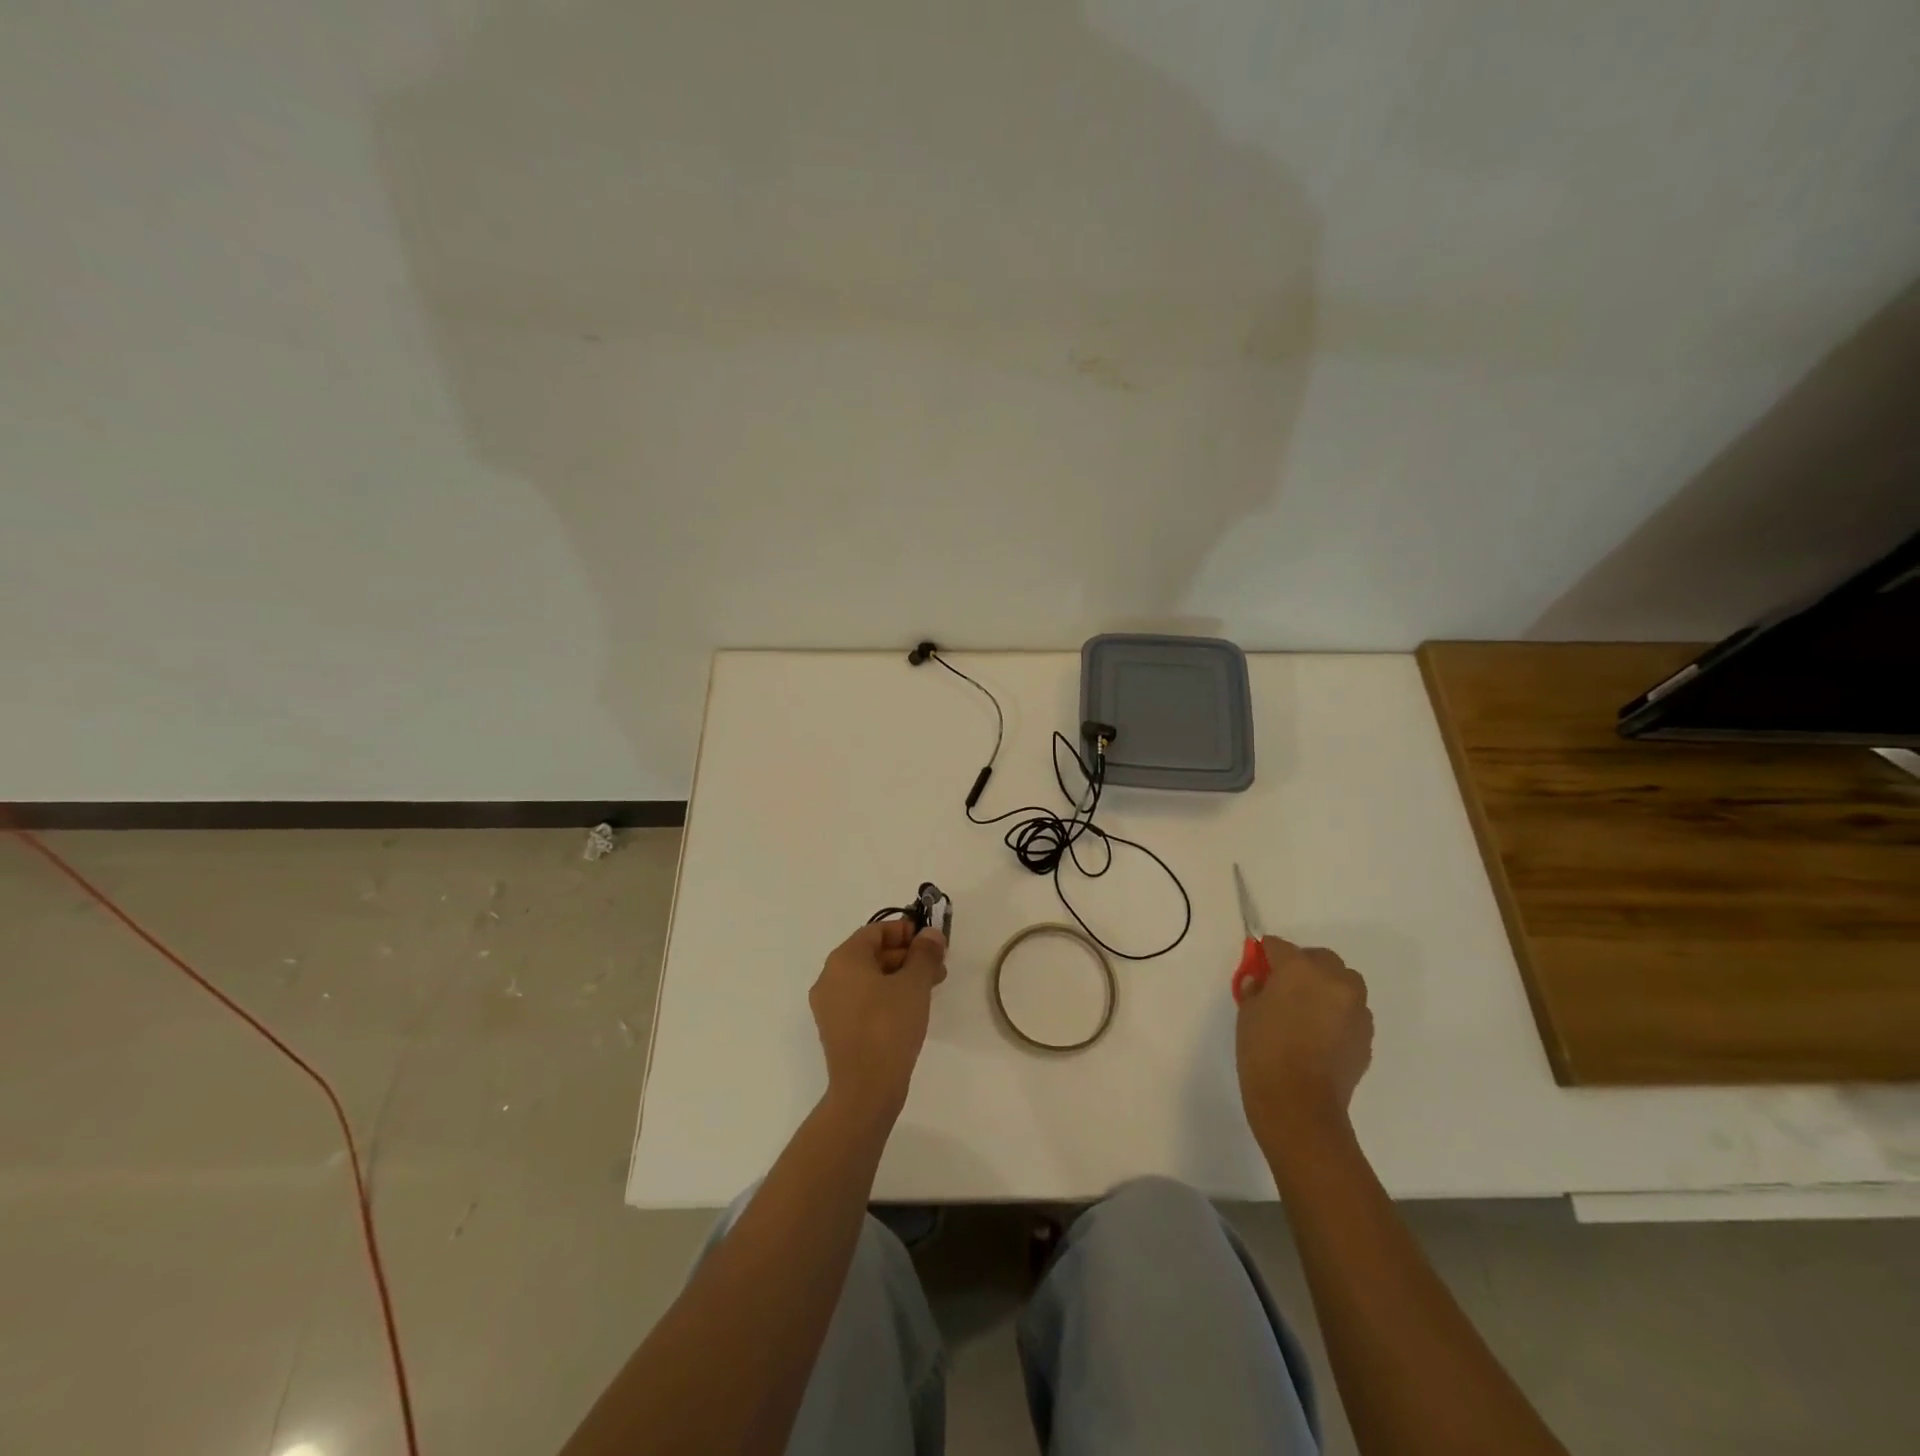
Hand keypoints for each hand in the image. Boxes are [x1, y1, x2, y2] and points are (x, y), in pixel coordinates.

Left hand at [810, 920, 947, 1122]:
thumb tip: (930, 934)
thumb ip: (925, 953)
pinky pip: (863, 1000)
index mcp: (843, 959)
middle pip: (872, 954)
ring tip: (931, 988)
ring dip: (900, 977)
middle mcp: (829, 977)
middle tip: (937, 966)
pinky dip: (886, 996)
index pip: (876, 931)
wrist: (865, 1090)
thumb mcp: (914, 984)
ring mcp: (829, 1006)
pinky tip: (911, 1009)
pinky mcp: (836, 1030)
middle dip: (907, 955)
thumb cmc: (888, 1026)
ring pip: (869, 979)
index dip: (906, 931)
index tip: (932, 942)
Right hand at [1236, 935, 1372, 1142]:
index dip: (1266, 953)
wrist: (1298, 1103)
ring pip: (1344, 984)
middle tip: (1285, 984)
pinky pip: (1352, 1012)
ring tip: (1309, 1009)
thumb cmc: (1264, 1051)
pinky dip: (1338, 1014)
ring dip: (1327, 987)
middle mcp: (1333, 981)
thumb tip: (1262, 982)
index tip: (1259, 963)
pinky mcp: (1366, 1035)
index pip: (1280, 946)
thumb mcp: (1247, 1013)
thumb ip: (1257, 989)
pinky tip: (1321, 1034)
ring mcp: (1356, 1009)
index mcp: (1299, 969)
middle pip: (1321, 958)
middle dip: (1304, 965)